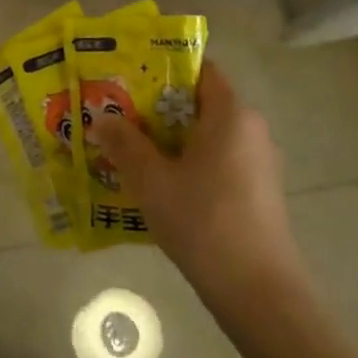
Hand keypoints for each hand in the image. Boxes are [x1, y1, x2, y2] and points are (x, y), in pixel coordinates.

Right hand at [87, 63, 306, 303]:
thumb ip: (124, 143)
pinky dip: (188, 163)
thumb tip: (100, 119)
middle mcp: (250, 129)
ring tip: (128, 149)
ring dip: (169, 140)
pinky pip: (216, 161)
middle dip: (156, 108)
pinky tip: (159, 184)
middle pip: (198, 104)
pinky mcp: (257, 190)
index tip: (127, 78)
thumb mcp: (151, 180)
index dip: (162, 68)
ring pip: (206, 136)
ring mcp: (258, 161)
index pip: (199, 70)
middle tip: (116, 115)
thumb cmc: (203, 220)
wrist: (257, 289)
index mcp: (231, 114)